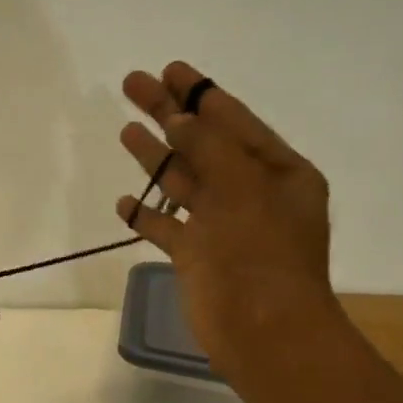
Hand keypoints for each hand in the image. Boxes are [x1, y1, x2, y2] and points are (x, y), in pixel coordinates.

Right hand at [115, 61, 339, 359]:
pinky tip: (124, 202)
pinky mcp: (198, 256)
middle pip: (202, 142)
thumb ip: (208, 145)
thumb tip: (181, 117)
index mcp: (277, 172)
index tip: (170, 69)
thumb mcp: (242, 186)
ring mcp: (223, 225)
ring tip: (126, 129)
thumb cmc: (260, 253)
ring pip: (183, 180)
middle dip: (169, 113)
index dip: (201, 93)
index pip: (234, 120)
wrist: (264, 333)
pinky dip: (147, 213)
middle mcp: (251, 193)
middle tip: (133, 84)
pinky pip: (167, 226)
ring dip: (155, 156)